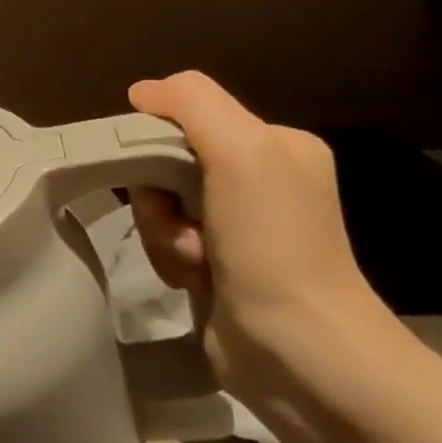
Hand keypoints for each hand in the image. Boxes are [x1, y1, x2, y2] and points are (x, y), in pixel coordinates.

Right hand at [125, 71, 392, 388]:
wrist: (299, 350)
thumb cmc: (273, 244)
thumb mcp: (242, 151)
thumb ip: (192, 103)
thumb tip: (141, 92)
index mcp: (276, 145)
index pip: (185, 119)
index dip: (157, 146)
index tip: (163, 180)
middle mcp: (261, 180)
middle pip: (166, 165)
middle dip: (160, 199)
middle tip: (184, 228)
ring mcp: (240, 227)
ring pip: (160, 207)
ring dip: (164, 234)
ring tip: (196, 263)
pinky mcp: (220, 266)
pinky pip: (167, 243)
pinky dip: (170, 260)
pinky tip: (196, 282)